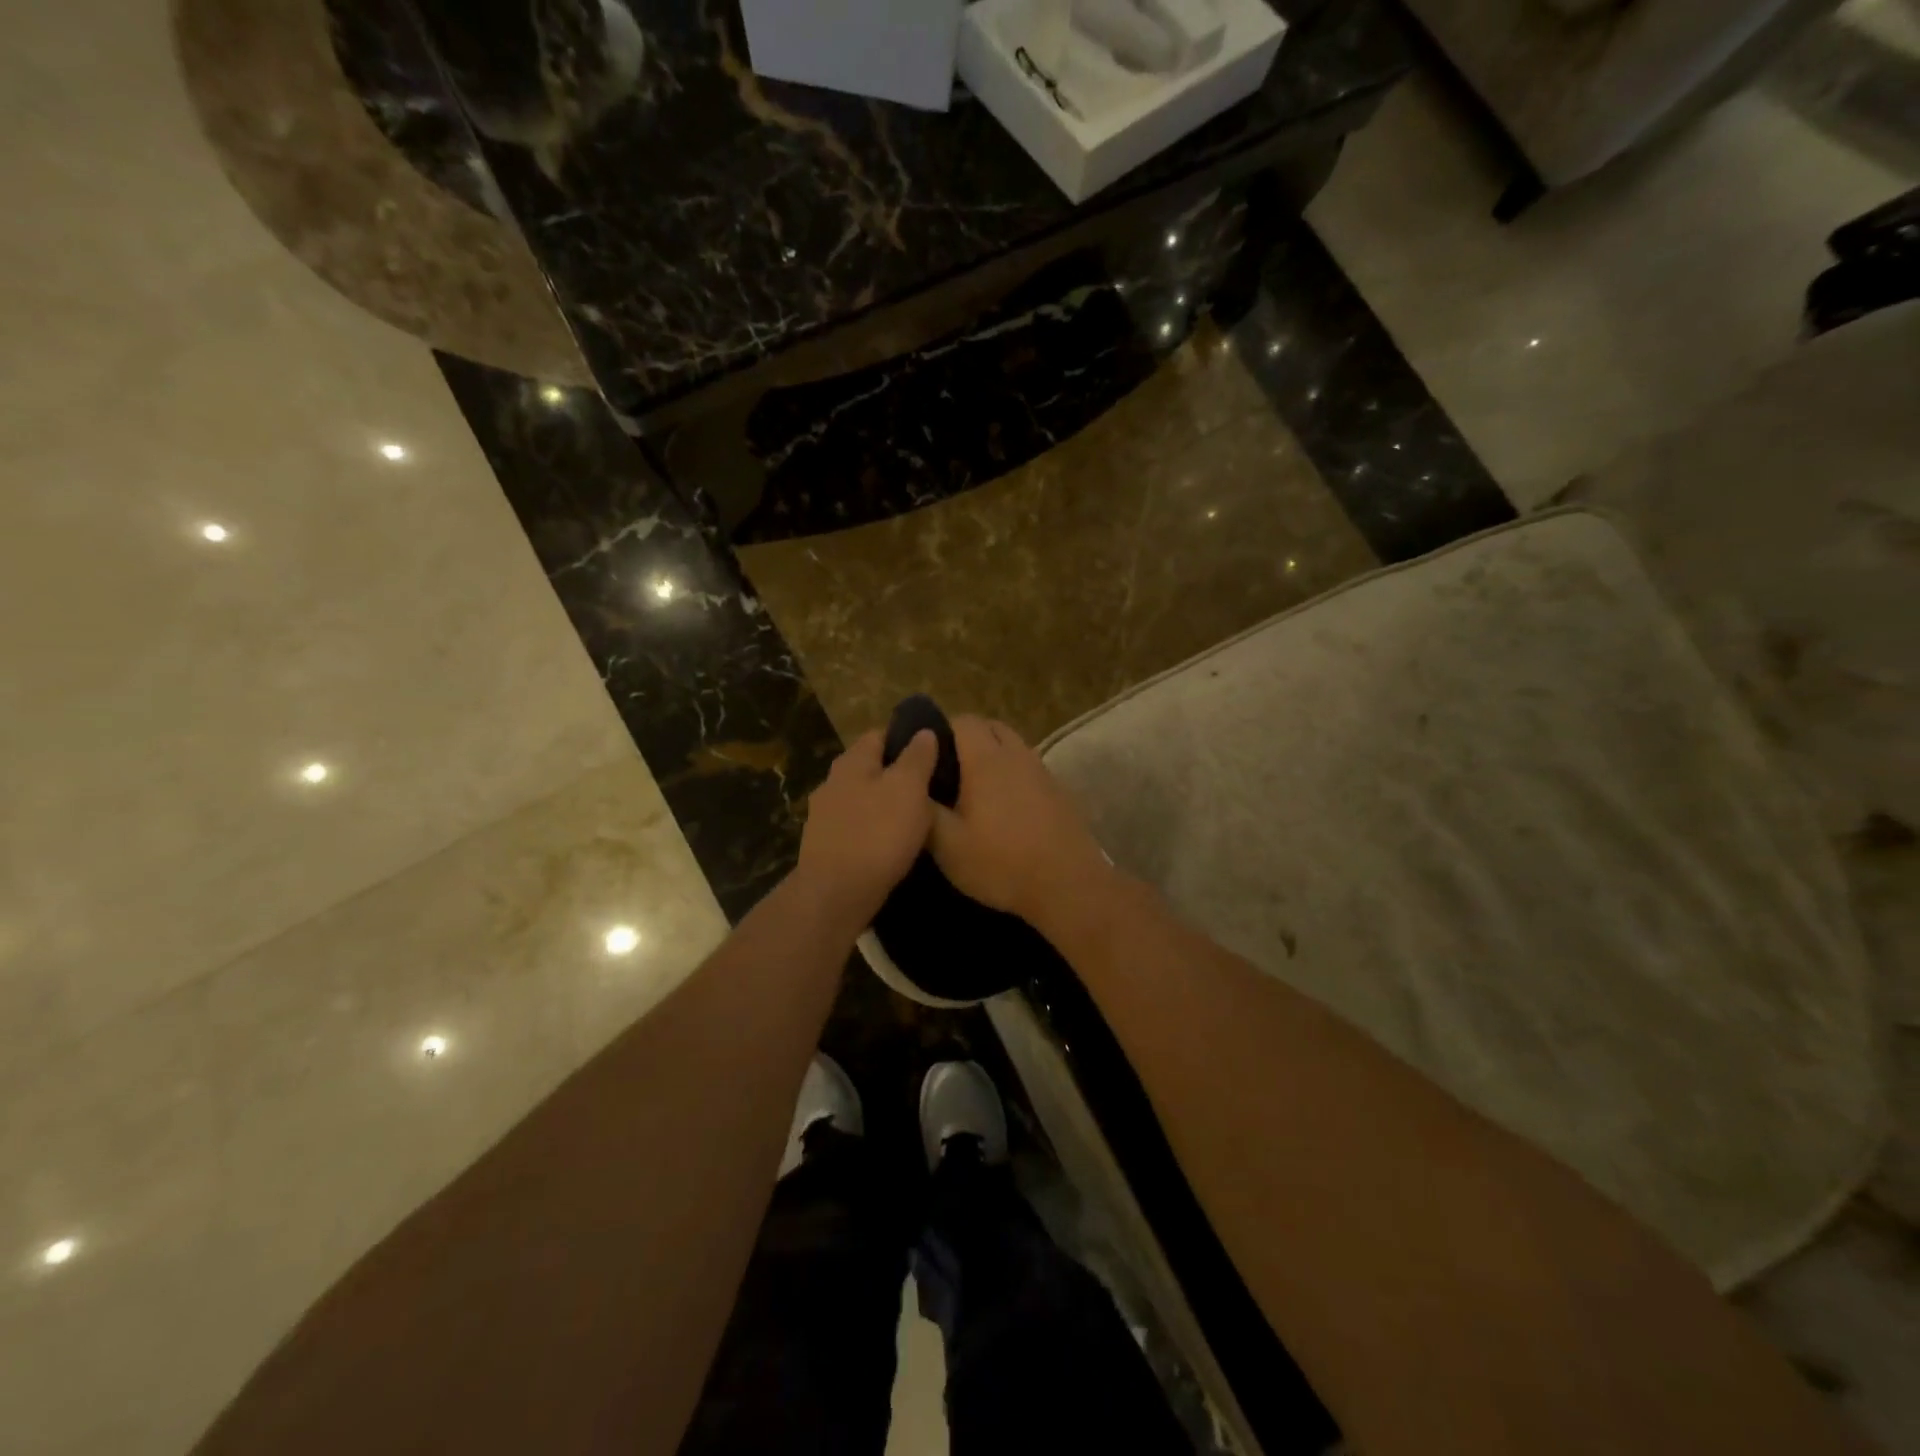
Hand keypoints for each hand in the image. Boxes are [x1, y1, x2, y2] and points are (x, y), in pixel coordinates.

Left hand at [794, 729, 938, 927]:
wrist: (836, 895)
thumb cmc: (877, 834)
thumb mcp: (908, 788)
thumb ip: (917, 758)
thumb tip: (924, 732)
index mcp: (852, 762)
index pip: (880, 734)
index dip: (907, 738)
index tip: (934, 751)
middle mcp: (832, 782)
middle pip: (870, 768)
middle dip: (897, 774)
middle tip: (931, 786)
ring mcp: (825, 816)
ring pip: (863, 799)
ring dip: (886, 804)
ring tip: (917, 817)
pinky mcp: (826, 847)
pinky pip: (857, 828)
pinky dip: (874, 830)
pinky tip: (893, 844)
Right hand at [928, 717, 1109, 923]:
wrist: (1067, 885)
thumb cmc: (1001, 863)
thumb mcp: (949, 846)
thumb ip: (926, 811)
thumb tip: (912, 789)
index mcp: (987, 760)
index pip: (963, 721)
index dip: (941, 729)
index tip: (925, 754)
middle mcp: (1017, 756)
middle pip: (991, 727)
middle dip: (967, 738)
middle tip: (947, 769)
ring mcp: (1042, 772)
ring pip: (1013, 746)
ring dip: (993, 755)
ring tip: (973, 788)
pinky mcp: (1059, 792)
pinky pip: (1029, 768)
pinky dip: (1012, 774)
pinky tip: (1004, 807)